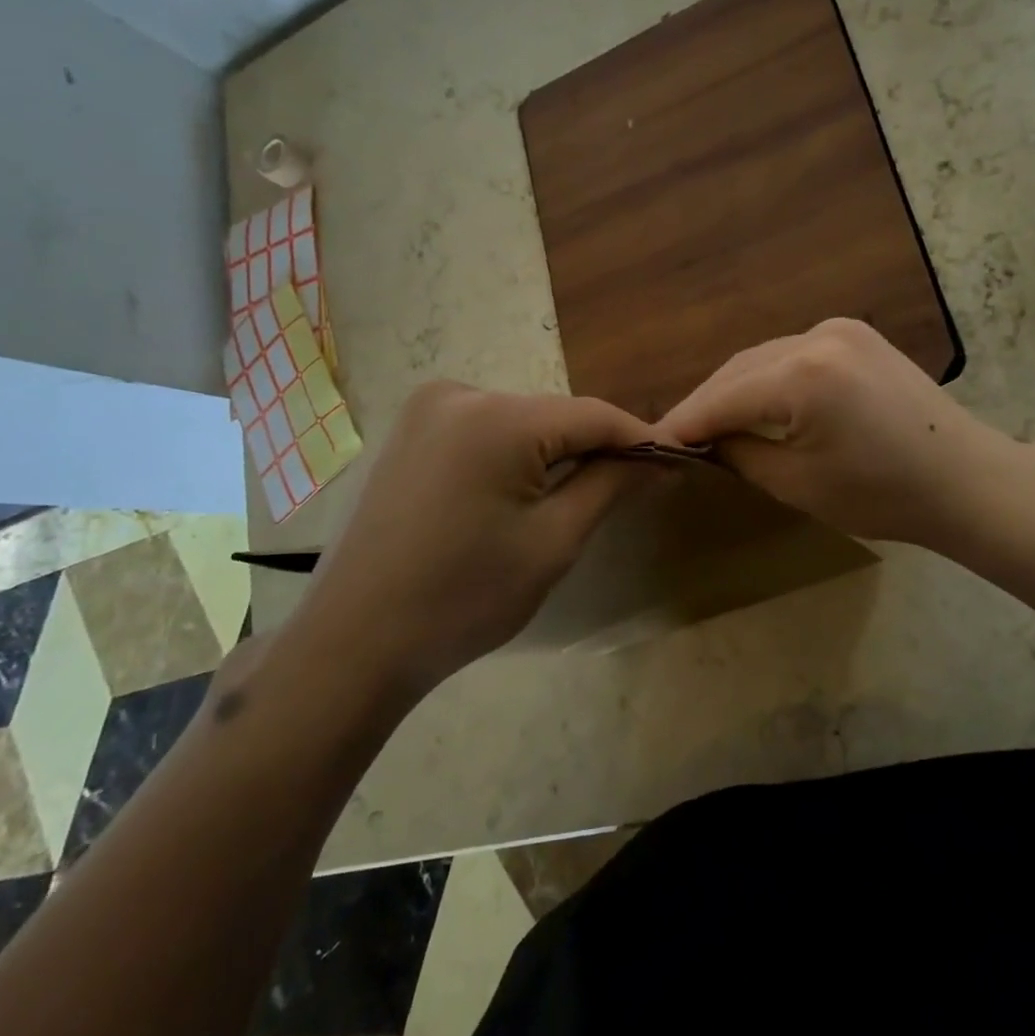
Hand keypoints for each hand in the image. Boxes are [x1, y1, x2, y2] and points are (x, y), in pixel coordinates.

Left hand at [303, 381, 653, 693]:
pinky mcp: (410, 432)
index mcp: (496, 417)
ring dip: (555, 454)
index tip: (679, 460)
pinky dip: (514, 456)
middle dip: (596, 449)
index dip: (640, 438)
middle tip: (638, 485)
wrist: (355, 642)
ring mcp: (427, 410)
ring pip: (520, 423)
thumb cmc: (464, 597)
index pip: (592, 415)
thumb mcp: (553, 541)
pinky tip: (522, 493)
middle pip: (554, 416)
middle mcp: (459, 393)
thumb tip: (661, 458)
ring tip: (586, 493)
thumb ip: (610, 485)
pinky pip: (484, 432)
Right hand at [657, 318, 1017, 550]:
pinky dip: (767, 377)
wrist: (965, 479)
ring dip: (735, 388)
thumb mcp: (797, 484)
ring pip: (764, 357)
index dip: (686, 422)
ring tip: (712, 423)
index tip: (654, 443)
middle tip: (679, 437)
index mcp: (803, 376)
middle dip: (707, 403)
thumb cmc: (883, 495)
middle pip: (739, 369)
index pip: (723, 397)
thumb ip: (740, 453)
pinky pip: (792, 353)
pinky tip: (757, 401)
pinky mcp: (855, 333)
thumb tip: (706, 441)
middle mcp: (817, 336)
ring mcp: (840, 328)